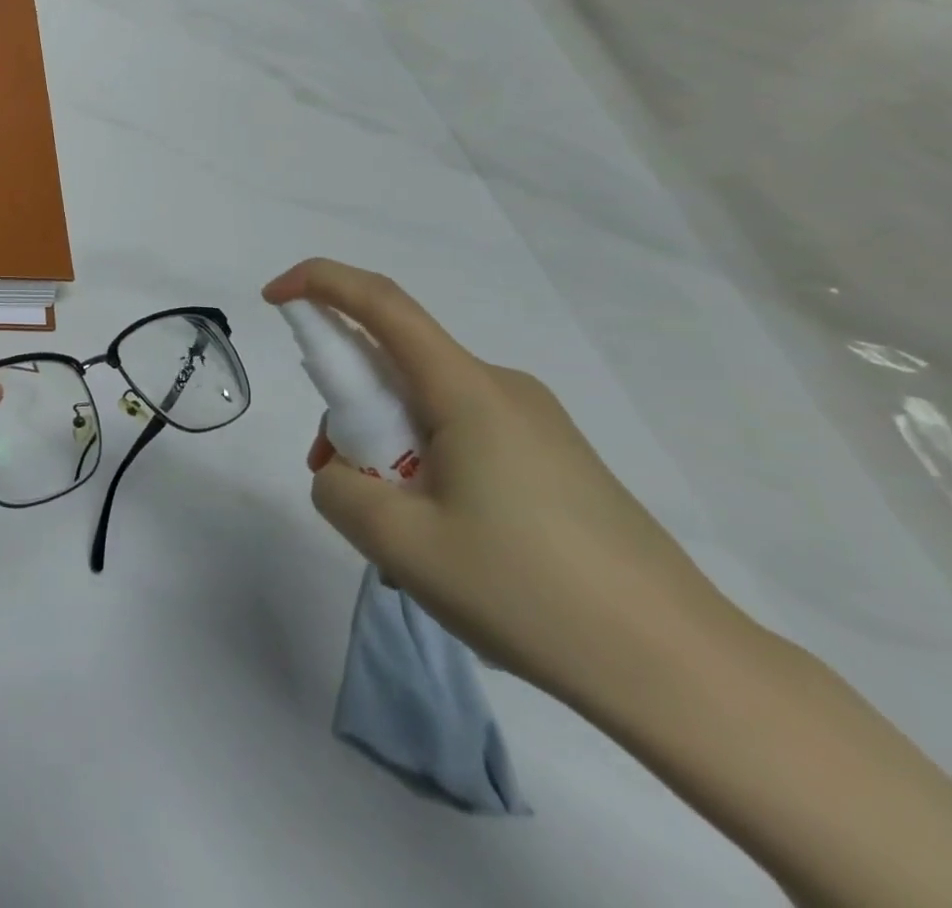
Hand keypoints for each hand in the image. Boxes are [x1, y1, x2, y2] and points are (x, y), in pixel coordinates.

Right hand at [262, 259, 740, 707]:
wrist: (685, 673)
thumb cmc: (531, 593)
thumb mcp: (400, 545)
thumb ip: (338, 490)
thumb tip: (341, 473)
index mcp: (466, 390)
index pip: (380, 303)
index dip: (318, 283)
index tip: (272, 298)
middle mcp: (501, 388)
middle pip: (396, 365)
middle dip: (347, 406)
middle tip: (337, 477)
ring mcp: (534, 424)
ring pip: (424, 407)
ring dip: (385, 448)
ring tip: (396, 535)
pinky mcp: (553, 460)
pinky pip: (460, 437)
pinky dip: (423, 467)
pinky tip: (442, 543)